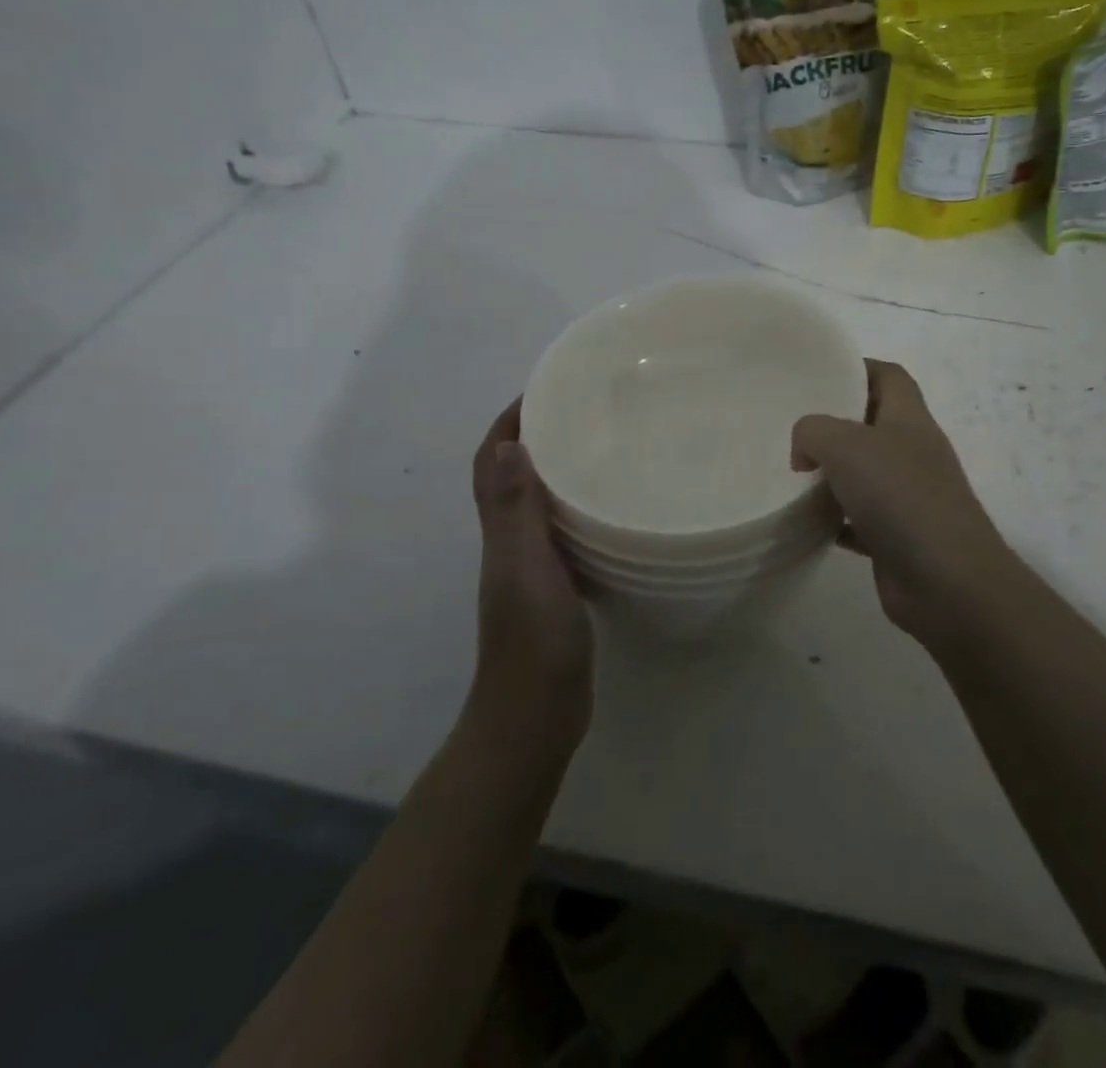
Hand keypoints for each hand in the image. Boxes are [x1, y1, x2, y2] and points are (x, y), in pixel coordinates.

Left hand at [471, 400, 593, 742]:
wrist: (536, 715)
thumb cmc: (532, 639)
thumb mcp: (525, 568)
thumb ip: (514, 510)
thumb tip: (505, 443)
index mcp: (500, 532)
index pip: (491, 462)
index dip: (508, 422)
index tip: (544, 389)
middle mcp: (511, 543)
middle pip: (515, 476)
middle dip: (538, 436)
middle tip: (585, 410)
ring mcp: (534, 568)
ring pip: (541, 504)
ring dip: (560, 470)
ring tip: (604, 447)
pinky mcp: (558, 588)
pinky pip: (566, 533)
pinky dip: (581, 510)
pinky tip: (614, 509)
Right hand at [792, 360, 1013, 646]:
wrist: (947, 583)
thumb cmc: (901, 498)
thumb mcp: (846, 446)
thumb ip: (813, 432)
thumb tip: (805, 454)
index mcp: (910, 419)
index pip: (889, 376)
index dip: (856, 368)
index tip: (816, 376)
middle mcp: (913, 453)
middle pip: (873, 424)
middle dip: (834, 424)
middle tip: (792, 429)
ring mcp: (909, 497)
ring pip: (864, 474)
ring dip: (831, 474)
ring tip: (791, 474)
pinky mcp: (898, 538)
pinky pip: (860, 520)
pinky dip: (835, 520)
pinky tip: (808, 523)